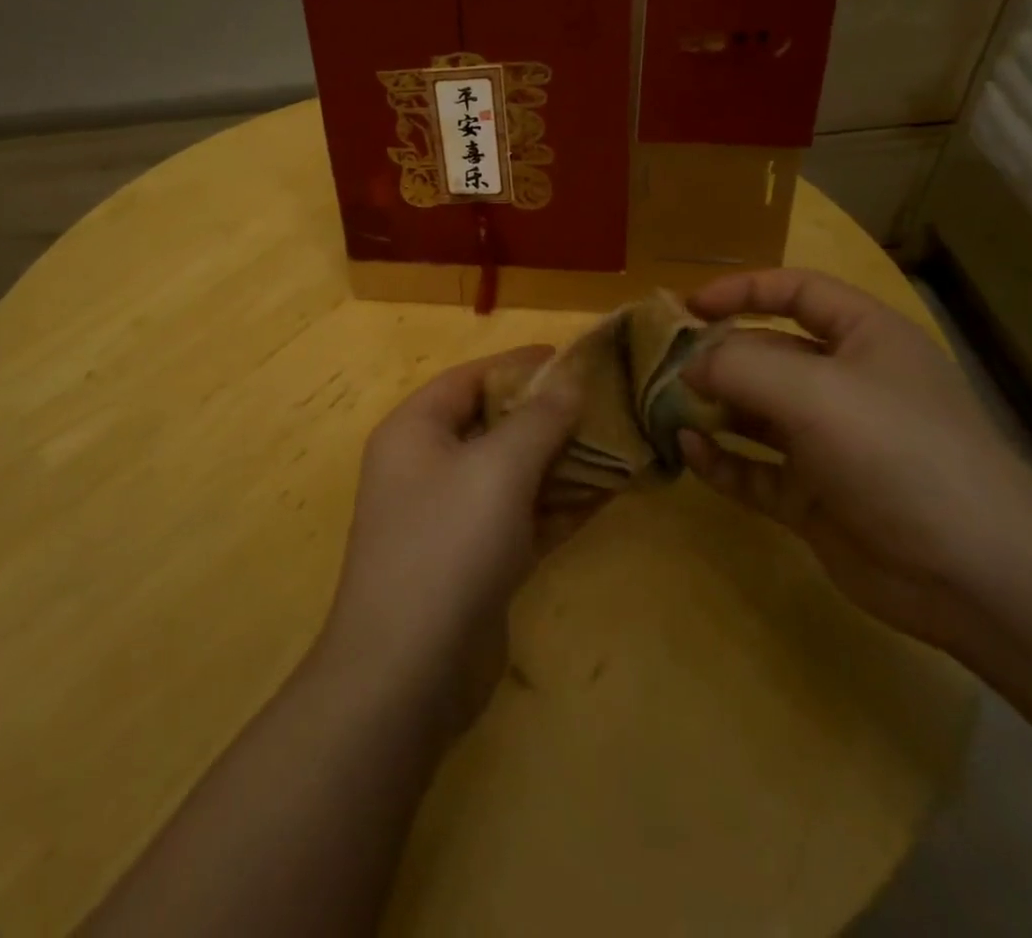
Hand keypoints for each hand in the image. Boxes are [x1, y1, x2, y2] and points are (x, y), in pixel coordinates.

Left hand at [318, 348, 583, 738]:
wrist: (407, 674)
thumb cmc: (447, 545)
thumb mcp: (497, 469)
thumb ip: (538, 420)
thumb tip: (570, 379)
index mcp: (416, 430)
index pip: (472, 378)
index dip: (521, 365)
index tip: (574, 357)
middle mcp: (429, 465)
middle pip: (495, 424)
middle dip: (550, 413)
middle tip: (609, 401)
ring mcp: (453, 516)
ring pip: (514, 472)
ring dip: (564, 459)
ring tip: (623, 440)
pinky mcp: (477, 560)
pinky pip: (524, 515)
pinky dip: (562, 503)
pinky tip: (611, 491)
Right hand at [679, 269, 1031, 649]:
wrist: (974, 573)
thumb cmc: (897, 451)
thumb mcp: (812, 390)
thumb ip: (738, 366)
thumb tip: (688, 366)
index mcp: (864, 339)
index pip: (798, 292)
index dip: (743, 290)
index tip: (690, 307)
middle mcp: (846, 384)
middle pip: (768, 353)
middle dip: (715, 357)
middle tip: (660, 366)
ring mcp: (830, 444)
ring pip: (756, 414)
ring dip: (711, 409)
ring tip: (662, 407)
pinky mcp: (815, 497)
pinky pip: (756, 469)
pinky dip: (722, 460)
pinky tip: (689, 452)